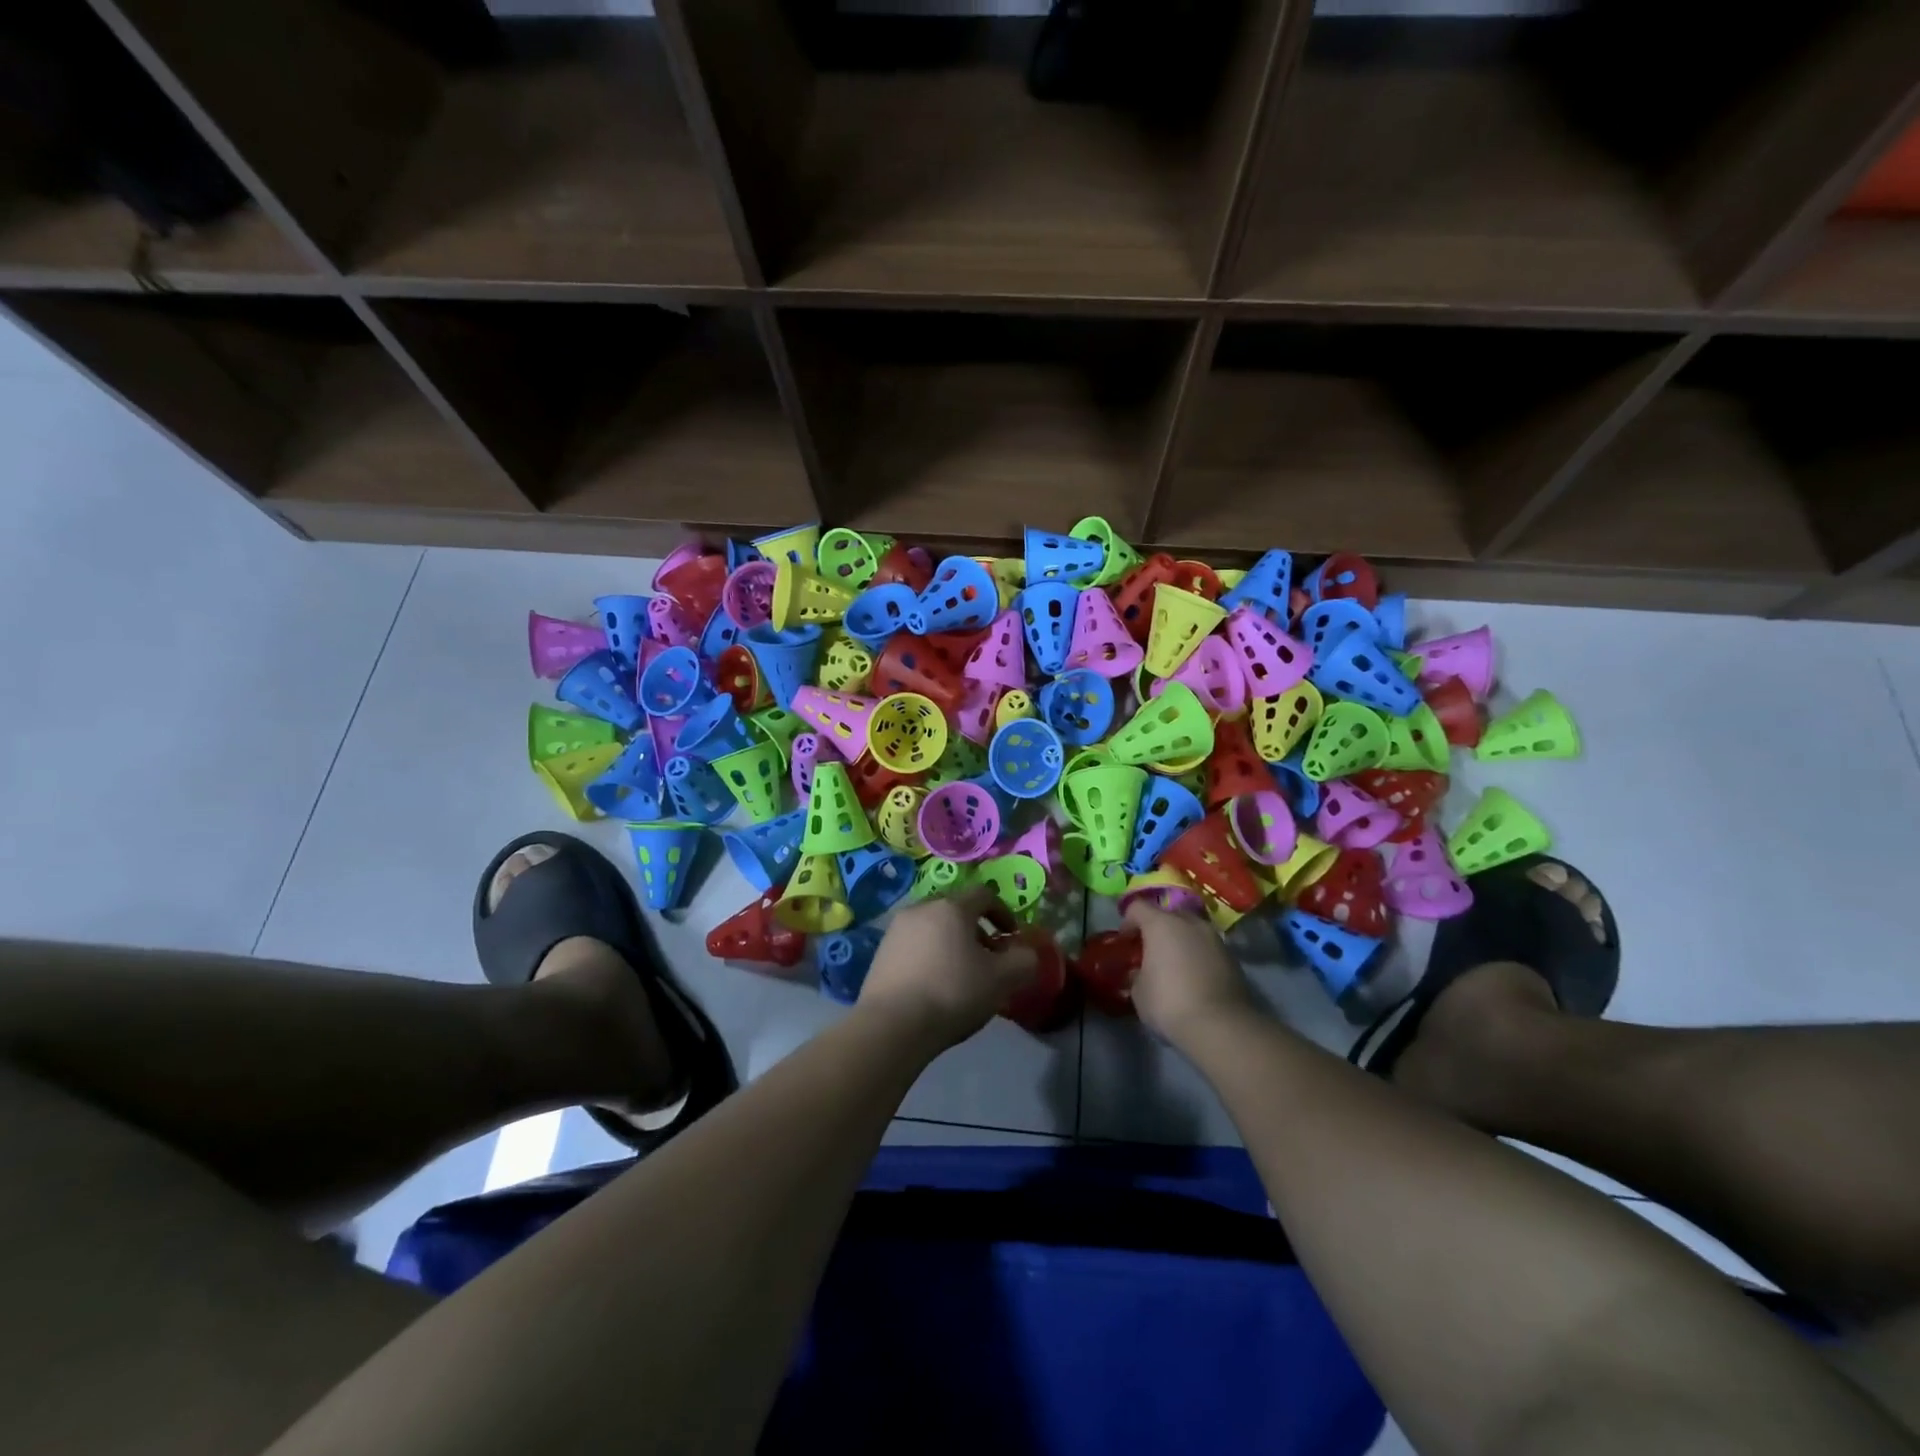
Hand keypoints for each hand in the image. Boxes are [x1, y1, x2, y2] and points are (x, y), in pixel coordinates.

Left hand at [859, 889, 1040, 1050]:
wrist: (892, 1025)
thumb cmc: (952, 993)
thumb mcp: (1001, 980)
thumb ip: (1023, 961)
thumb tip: (1026, 953)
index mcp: (951, 907)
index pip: (983, 895)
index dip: (1003, 912)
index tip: (1012, 937)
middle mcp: (921, 908)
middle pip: (956, 910)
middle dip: (976, 929)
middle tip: (988, 957)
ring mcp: (896, 930)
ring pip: (933, 927)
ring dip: (952, 943)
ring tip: (961, 974)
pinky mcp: (880, 953)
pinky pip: (914, 945)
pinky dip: (930, 956)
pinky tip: (934, 985)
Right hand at [1124, 902, 1257, 1045]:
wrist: (1220, 1026)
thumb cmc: (1169, 1002)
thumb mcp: (1139, 991)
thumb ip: (1137, 974)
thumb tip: (1140, 972)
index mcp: (1161, 923)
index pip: (1137, 907)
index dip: (1127, 922)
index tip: (1126, 943)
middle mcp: (1189, 922)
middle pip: (1167, 914)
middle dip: (1157, 929)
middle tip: (1150, 952)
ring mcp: (1214, 938)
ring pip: (1191, 930)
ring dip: (1180, 942)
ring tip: (1174, 966)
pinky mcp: (1232, 957)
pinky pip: (1207, 948)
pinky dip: (1198, 956)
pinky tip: (1193, 979)